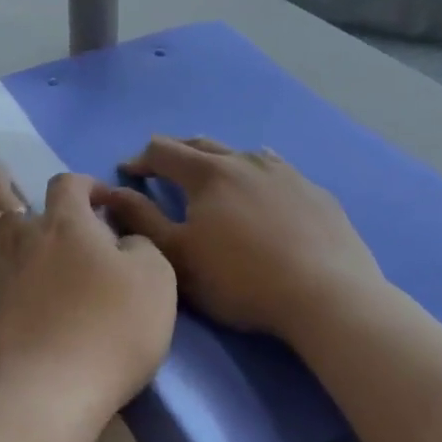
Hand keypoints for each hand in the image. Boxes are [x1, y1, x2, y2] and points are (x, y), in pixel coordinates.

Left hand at [0, 170, 176, 426]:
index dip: (83, 183)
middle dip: (2, 181)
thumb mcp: (156, 283)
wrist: (47, 396)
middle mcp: (20, 238)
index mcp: (66, 226)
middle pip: (0, 196)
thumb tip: (123, 238)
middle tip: (2, 175)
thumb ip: (141, 247)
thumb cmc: (110, 334)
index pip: (67, 184)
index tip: (97, 198)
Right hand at [91, 136, 386, 344]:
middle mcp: (244, 161)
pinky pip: (278, 170)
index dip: (141, 159)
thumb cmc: (242, 280)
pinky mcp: (315, 192)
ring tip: (213, 176)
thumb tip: (113, 192)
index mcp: (208, 173)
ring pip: (242, 154)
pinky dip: (258, 173)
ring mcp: (285, 173)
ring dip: (219, 161)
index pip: (163, 151)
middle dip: (176, 153)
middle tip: (164, 168)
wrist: (328, 297)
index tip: (129, 172)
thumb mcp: (178, 257)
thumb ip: (141, 220)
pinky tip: (264, 186)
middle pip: (201, 145)